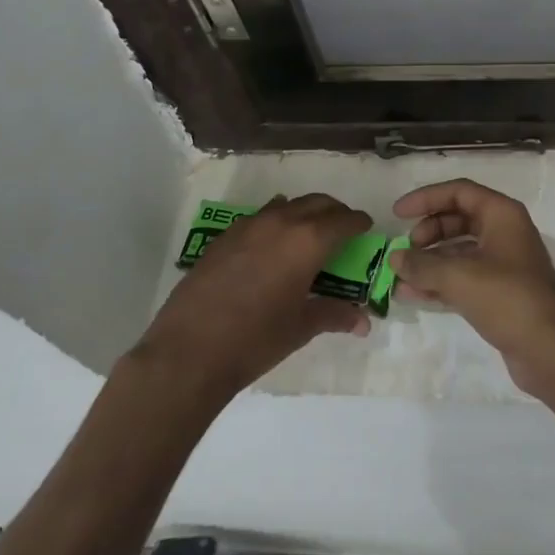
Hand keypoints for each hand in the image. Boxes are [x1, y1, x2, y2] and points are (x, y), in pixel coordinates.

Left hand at [134, 193, 372, 407]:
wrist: (188, 351)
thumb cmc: (255, 340)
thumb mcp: (300, 327)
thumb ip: (334, 315)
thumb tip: (363, 321)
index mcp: (308, 241)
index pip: (344, 220)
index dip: (359, 222)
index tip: (366, 228)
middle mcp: (281, 222)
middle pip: (317, 203)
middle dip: (334, 212)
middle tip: (342, 229)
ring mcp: (248, 226)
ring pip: (286, 205)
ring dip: (303, 213)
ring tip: (308, 234)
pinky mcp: (223, 237)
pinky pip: (259, 218)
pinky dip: (274, 222)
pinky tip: (270, 245)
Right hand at [393, 178, 554, 396]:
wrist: (549, 351)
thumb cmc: (508, 299)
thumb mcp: (460, 277)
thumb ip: (423, 265)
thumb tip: (394, 258)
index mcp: (502, 215)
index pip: (459, 191)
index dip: (426, 198)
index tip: (398, 214)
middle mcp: (504, 232)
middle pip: (458, 219)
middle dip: (428, 231)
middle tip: (405, 250)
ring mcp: (503, 263)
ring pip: (459, 250)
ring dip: (429, 261)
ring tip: (400, 276)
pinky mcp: (499, 292)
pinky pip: (463, 277)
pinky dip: (439, 282)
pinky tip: (412, 294)